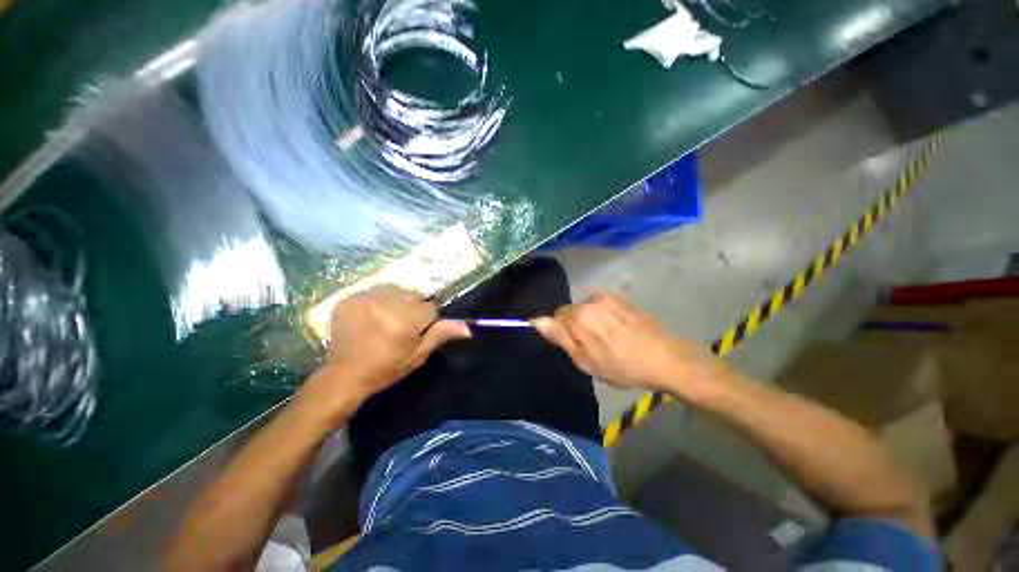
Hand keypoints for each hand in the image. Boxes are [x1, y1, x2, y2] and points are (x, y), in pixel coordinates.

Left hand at [314, 286, 470, 401]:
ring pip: (396, 290)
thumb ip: (441, 334)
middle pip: (413, 295)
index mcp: (405, 322)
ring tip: (385, 321)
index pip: (430, 308)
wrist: (344, 375)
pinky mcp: (349, 298)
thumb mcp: (418, 355)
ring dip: (396, 302)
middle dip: (412, 308)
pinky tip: (370, 317)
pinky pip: (375, 291)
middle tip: (399, 328)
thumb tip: (468, 328)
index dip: (426, 321)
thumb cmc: (386, 368)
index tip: (415, 333)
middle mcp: (386, 305)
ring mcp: (365, 299)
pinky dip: (377, 301)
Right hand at [532, 293, 739, 399]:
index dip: (564, 333)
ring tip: (609, 340)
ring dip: (592, 321)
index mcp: (579, 314)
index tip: (577, 347)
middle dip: (577, 326)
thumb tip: (535, 319)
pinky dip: (605, 317)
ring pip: (588, 309)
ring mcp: (609, 297)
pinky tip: (620, 331)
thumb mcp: (584, 359)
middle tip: (594, 347)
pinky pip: (603, 306)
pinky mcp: (623, 299)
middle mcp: (591, 299)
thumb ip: (558, 336)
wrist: (665, 359)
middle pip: (573, 311)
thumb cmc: (621, 365)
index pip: (556, 316)